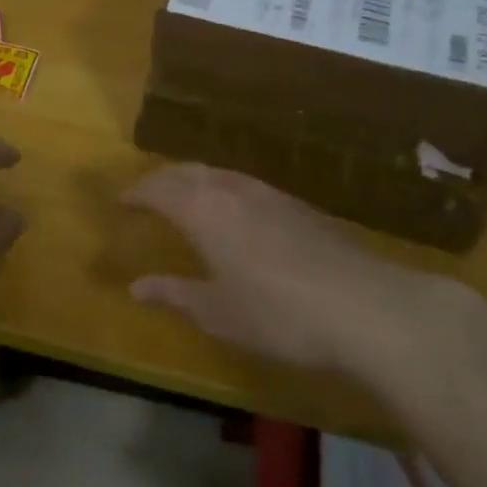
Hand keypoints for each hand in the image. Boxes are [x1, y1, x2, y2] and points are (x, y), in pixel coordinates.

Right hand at [124, 164, 461, 379]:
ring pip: (220, 174)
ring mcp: (269, 194)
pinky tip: (236, 212)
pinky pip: (246, 185)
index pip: (159, 189)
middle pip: (188, 172)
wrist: (365, 307)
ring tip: (186, 196)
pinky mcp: (299, 205)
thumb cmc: (278, 314)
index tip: (121, 201)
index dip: (137, 192)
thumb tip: (136, 286)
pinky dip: (225, 189)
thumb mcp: (218, 312)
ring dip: (195, 180)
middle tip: (147, 194)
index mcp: (203, 211)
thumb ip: (175, 293)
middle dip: (163, 179)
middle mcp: (232, 191)